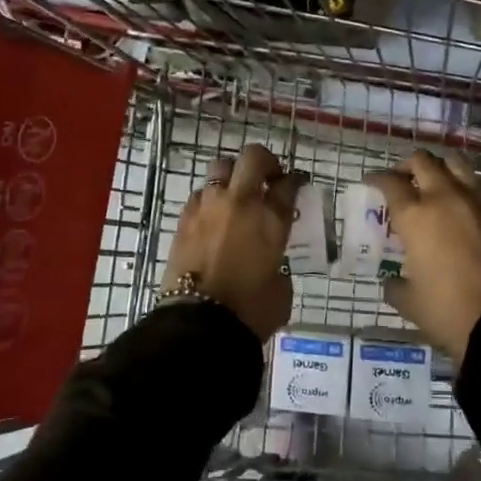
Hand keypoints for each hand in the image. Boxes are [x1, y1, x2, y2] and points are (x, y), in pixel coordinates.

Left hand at [162, 143, 300, 341]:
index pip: (288, 184)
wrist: (199, 323)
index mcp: (271, 219)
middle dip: (264, 162)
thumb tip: (271, 262)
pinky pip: (200, 194)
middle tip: (268, 178)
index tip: (296, 184)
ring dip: (233, 176)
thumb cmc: (250, 312)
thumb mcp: (281, 289)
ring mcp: (209, 206)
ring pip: (221, 167)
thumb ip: (279, 265)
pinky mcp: (184, 218)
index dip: (294, 181)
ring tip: (236, 194)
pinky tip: (213, 217)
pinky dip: (210, 199)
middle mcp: (240, 202)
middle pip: (253, 157)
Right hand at [367, 150, 480, 365]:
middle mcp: (447, 198)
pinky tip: (473, 203)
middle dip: (408, 166)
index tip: (372, 182)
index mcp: (416, 217)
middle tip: (404, 180)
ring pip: (458, 164)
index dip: (378, 179)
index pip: (390, 183)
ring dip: (443, 169)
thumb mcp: (410, 303)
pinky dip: (475, 187)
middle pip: (423, 162)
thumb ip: (396, 286)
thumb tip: (393, 282)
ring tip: (439, 184)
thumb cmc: (450, 312)